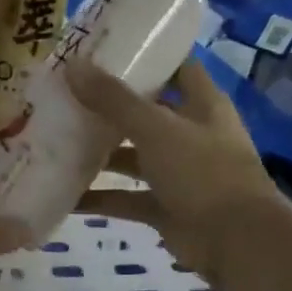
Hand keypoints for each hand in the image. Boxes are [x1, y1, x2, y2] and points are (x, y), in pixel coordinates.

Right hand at [69, 58, 280, 284]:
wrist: (235, 241)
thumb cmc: (203, 172)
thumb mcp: (156, 129)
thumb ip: (114, 100)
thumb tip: (72, 65)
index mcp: (201, 105)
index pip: (175, 67)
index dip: (145, 55)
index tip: (102, 48)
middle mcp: (190, 135)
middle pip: (145, 113)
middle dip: (108, 106)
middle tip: (64, 94)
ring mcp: (177, 173)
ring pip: (132, 158)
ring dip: (99, 153)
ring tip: (56, 142)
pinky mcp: (164, 207)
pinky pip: (126, 198)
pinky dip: (99, 198)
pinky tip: (64, 195)